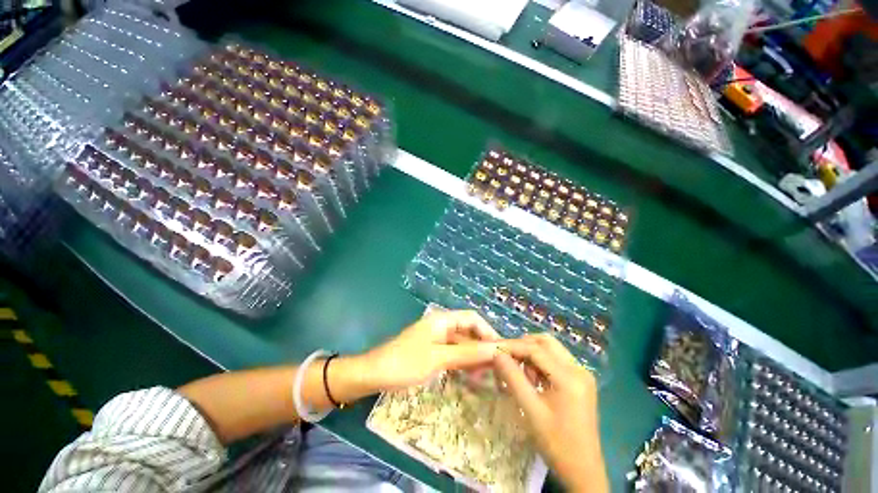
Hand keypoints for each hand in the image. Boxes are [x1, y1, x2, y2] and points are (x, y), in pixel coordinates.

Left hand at [359, 309, 501, 391]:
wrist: (373, 374)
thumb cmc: (405, 362)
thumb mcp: (438, 358)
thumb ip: (467, 353)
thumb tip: (495, 349)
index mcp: (442, 320)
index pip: (472, 319)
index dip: (488, 332)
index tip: (501, 351)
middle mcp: (441, 326)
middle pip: (468, 331)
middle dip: (483, 346)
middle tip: (498, 367)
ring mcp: (436, 339)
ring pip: (462, 344)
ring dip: (474, 356)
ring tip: (488, 375)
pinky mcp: (432, 351)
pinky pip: (453, 354)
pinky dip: (463, 363)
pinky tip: (472, 376)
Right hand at [496, 334, 607, 492]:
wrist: (583, 471)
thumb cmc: (556, 443)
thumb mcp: (531, 410)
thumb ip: (513, 378)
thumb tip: (497, 354)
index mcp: (570, 377)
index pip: (536, 349)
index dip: (513, 346)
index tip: (495, 349)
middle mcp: (579, 369)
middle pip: (546, 342)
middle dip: (523, 346)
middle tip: (507, 358)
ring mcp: (582, 374)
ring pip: (551, 350)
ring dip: (532, 356)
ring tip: (522, 376)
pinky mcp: (580, 381)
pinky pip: (556, 362)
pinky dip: (541, 365)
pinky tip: (534, 381)